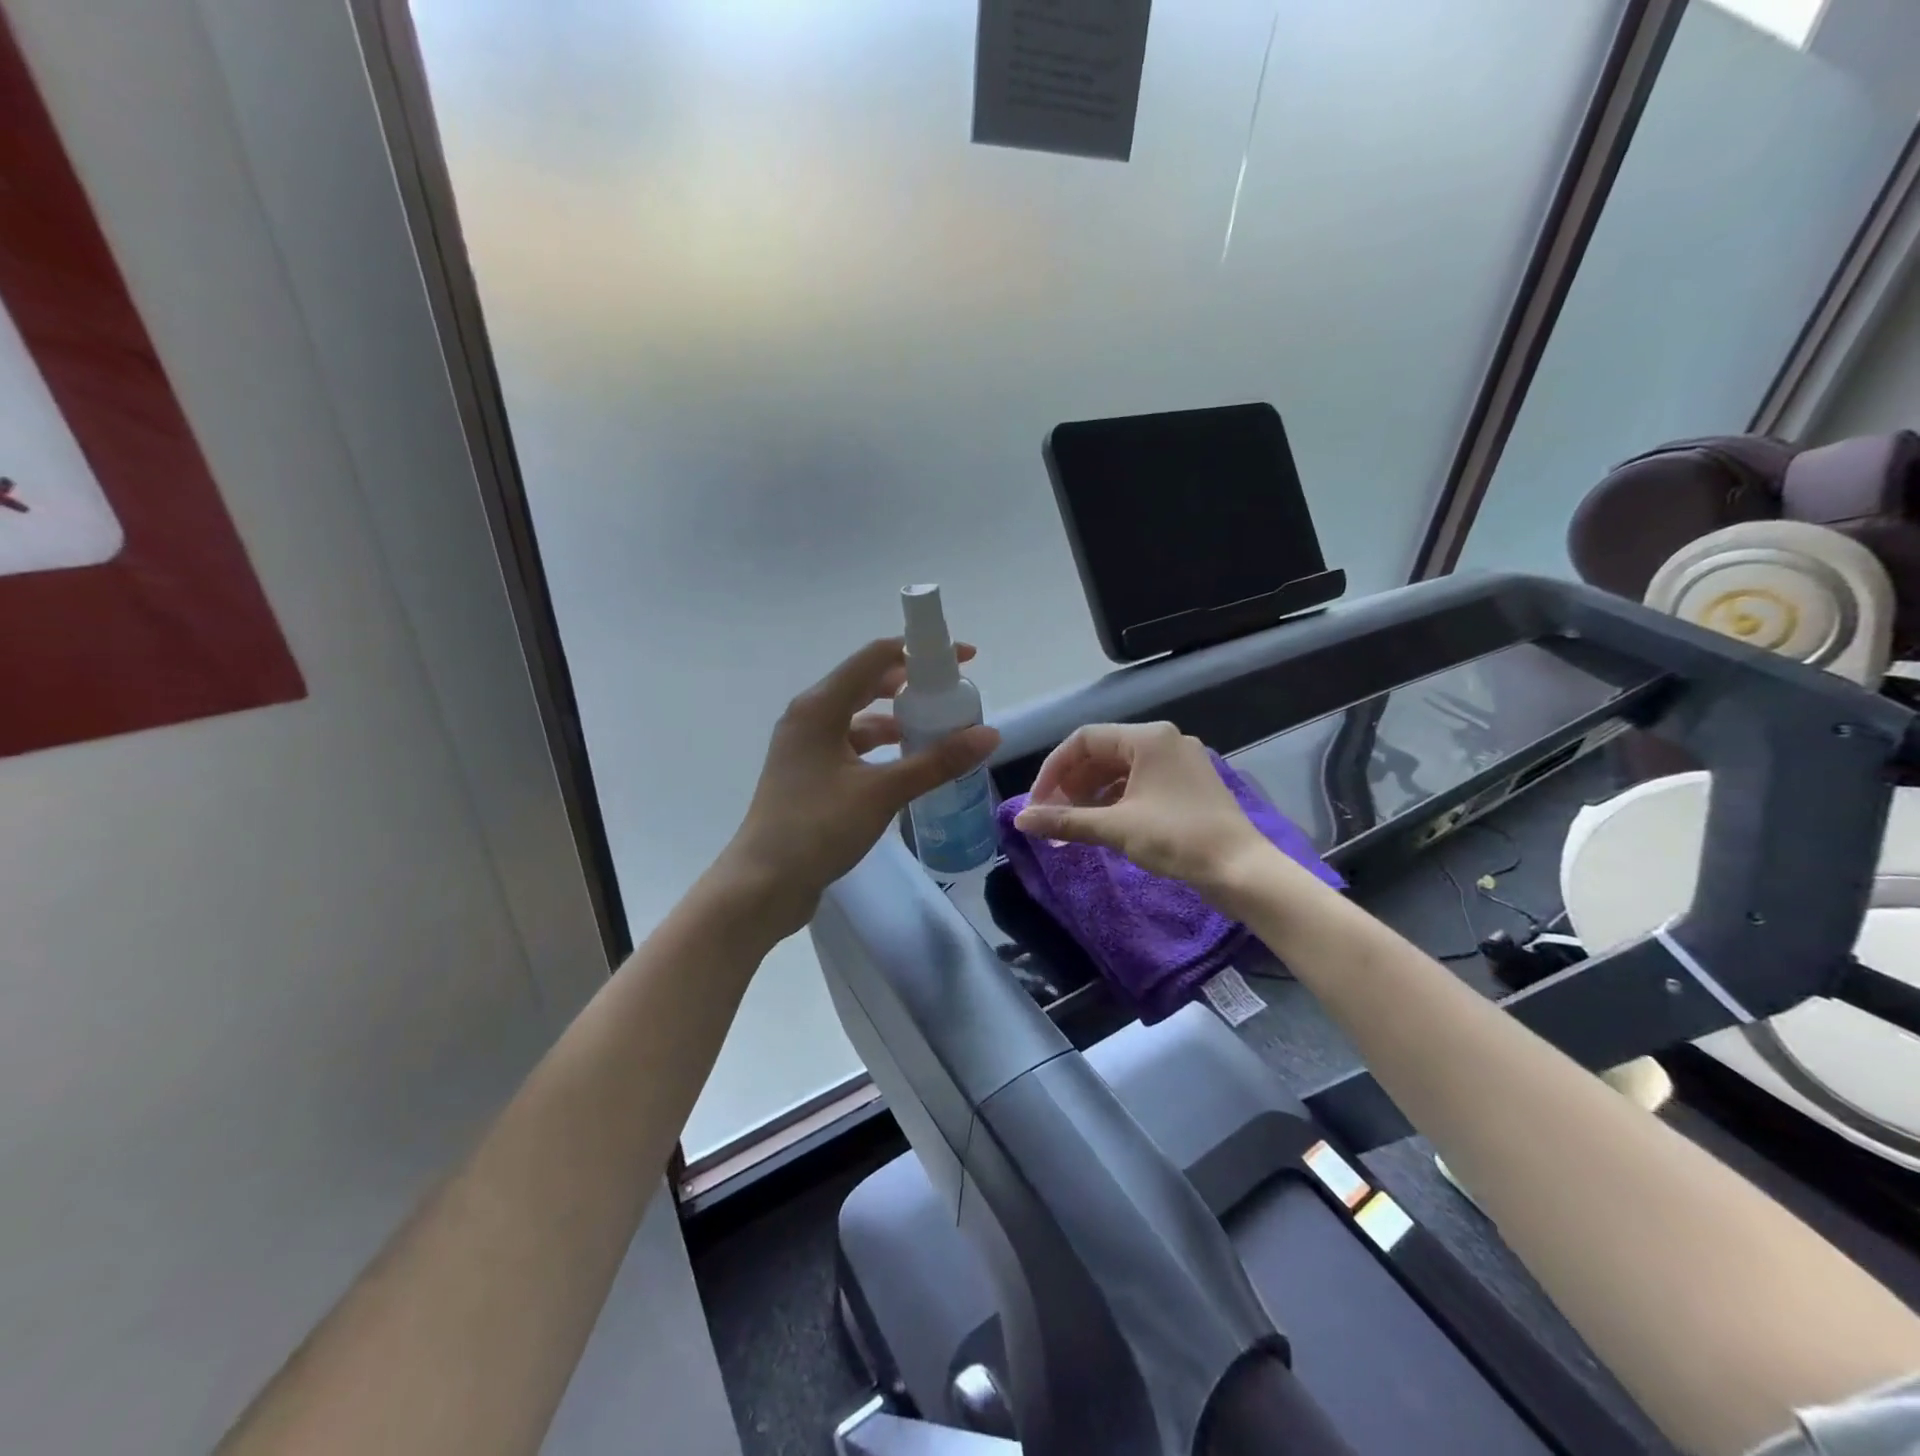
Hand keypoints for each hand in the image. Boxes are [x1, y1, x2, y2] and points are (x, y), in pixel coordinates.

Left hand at [721, 638, 999, 935]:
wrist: (763, 884)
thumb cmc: (817, 828)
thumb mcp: (882, 792)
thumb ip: (936, 762)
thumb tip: (989, 735)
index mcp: (819, 707)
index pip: (875, 657)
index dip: (919, 651)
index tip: (962, 660)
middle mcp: (809, 716)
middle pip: (866, 683)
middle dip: (910, 684)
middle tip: (952, 694)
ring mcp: (805, 746)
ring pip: (858, 716)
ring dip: (896, 718)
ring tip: (937, 729)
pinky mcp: (808, 773)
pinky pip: (850, 744)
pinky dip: (879, 746)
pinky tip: (905, 762)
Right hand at [1012, 723, 1267, 898]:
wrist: (1242, 870)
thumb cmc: (1178, 838)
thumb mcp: (1116, 828)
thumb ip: (1065, 820)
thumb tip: (1020, 821)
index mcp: (1148, 738)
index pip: (1084, 739)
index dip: (1053, 769)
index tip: (1037, 802)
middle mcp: (1164, 740)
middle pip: (1102, 753)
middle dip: (1071, 784)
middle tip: (1051, 816)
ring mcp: (1178, 762)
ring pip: (1119, 769)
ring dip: (1090, 794)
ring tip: (1070, 824)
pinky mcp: (1187, 784)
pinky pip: (1139, 782)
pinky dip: (1114, 800)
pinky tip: (1100, 824)